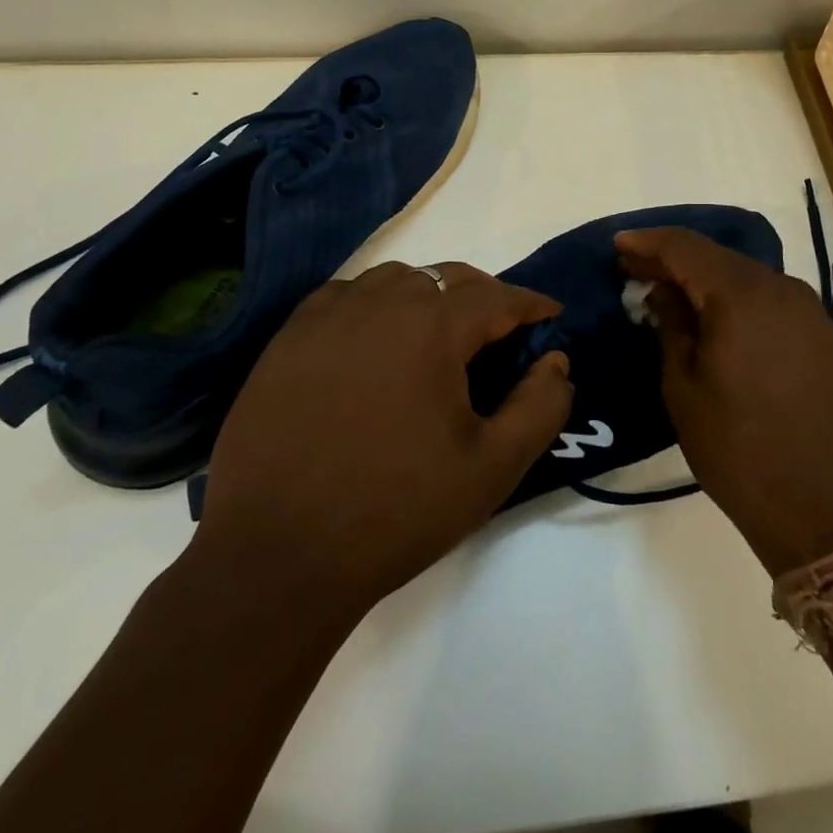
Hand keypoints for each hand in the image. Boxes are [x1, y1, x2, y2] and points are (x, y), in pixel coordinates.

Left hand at [187, 262, 573, 617]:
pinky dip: (375, 302)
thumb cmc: (395, 511)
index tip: (551, 317)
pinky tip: (375, 338)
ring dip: (429, 294)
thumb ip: (539, 407)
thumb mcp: (491, 468)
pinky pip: (345, 295)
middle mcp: (379, 303)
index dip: (531, 305)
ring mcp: (327, 317)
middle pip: (446, 277)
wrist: (276, 556)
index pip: (496, 297)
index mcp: (431, 327)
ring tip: (440, 333)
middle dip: (484, 295)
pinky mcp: (288, 339)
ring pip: (395, 279)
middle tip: (502, 330)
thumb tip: (556, 361)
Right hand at [617, 228, 832, 575]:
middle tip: (633, 268)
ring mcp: (805, 309)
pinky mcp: (819, 333)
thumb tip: (663, 293)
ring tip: (665, 292)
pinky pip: (765, 297)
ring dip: (702, 278)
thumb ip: (671, 327)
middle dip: (672, 259)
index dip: (648, 242)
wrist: (831, 511)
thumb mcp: (684, 389)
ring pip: (741, 275)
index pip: (685, 247)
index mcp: (741, 295)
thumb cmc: (741, 451)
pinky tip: (709, 314)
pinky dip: (731, 296)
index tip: (617, 244)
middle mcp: (779, 287)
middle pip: (715, 256)